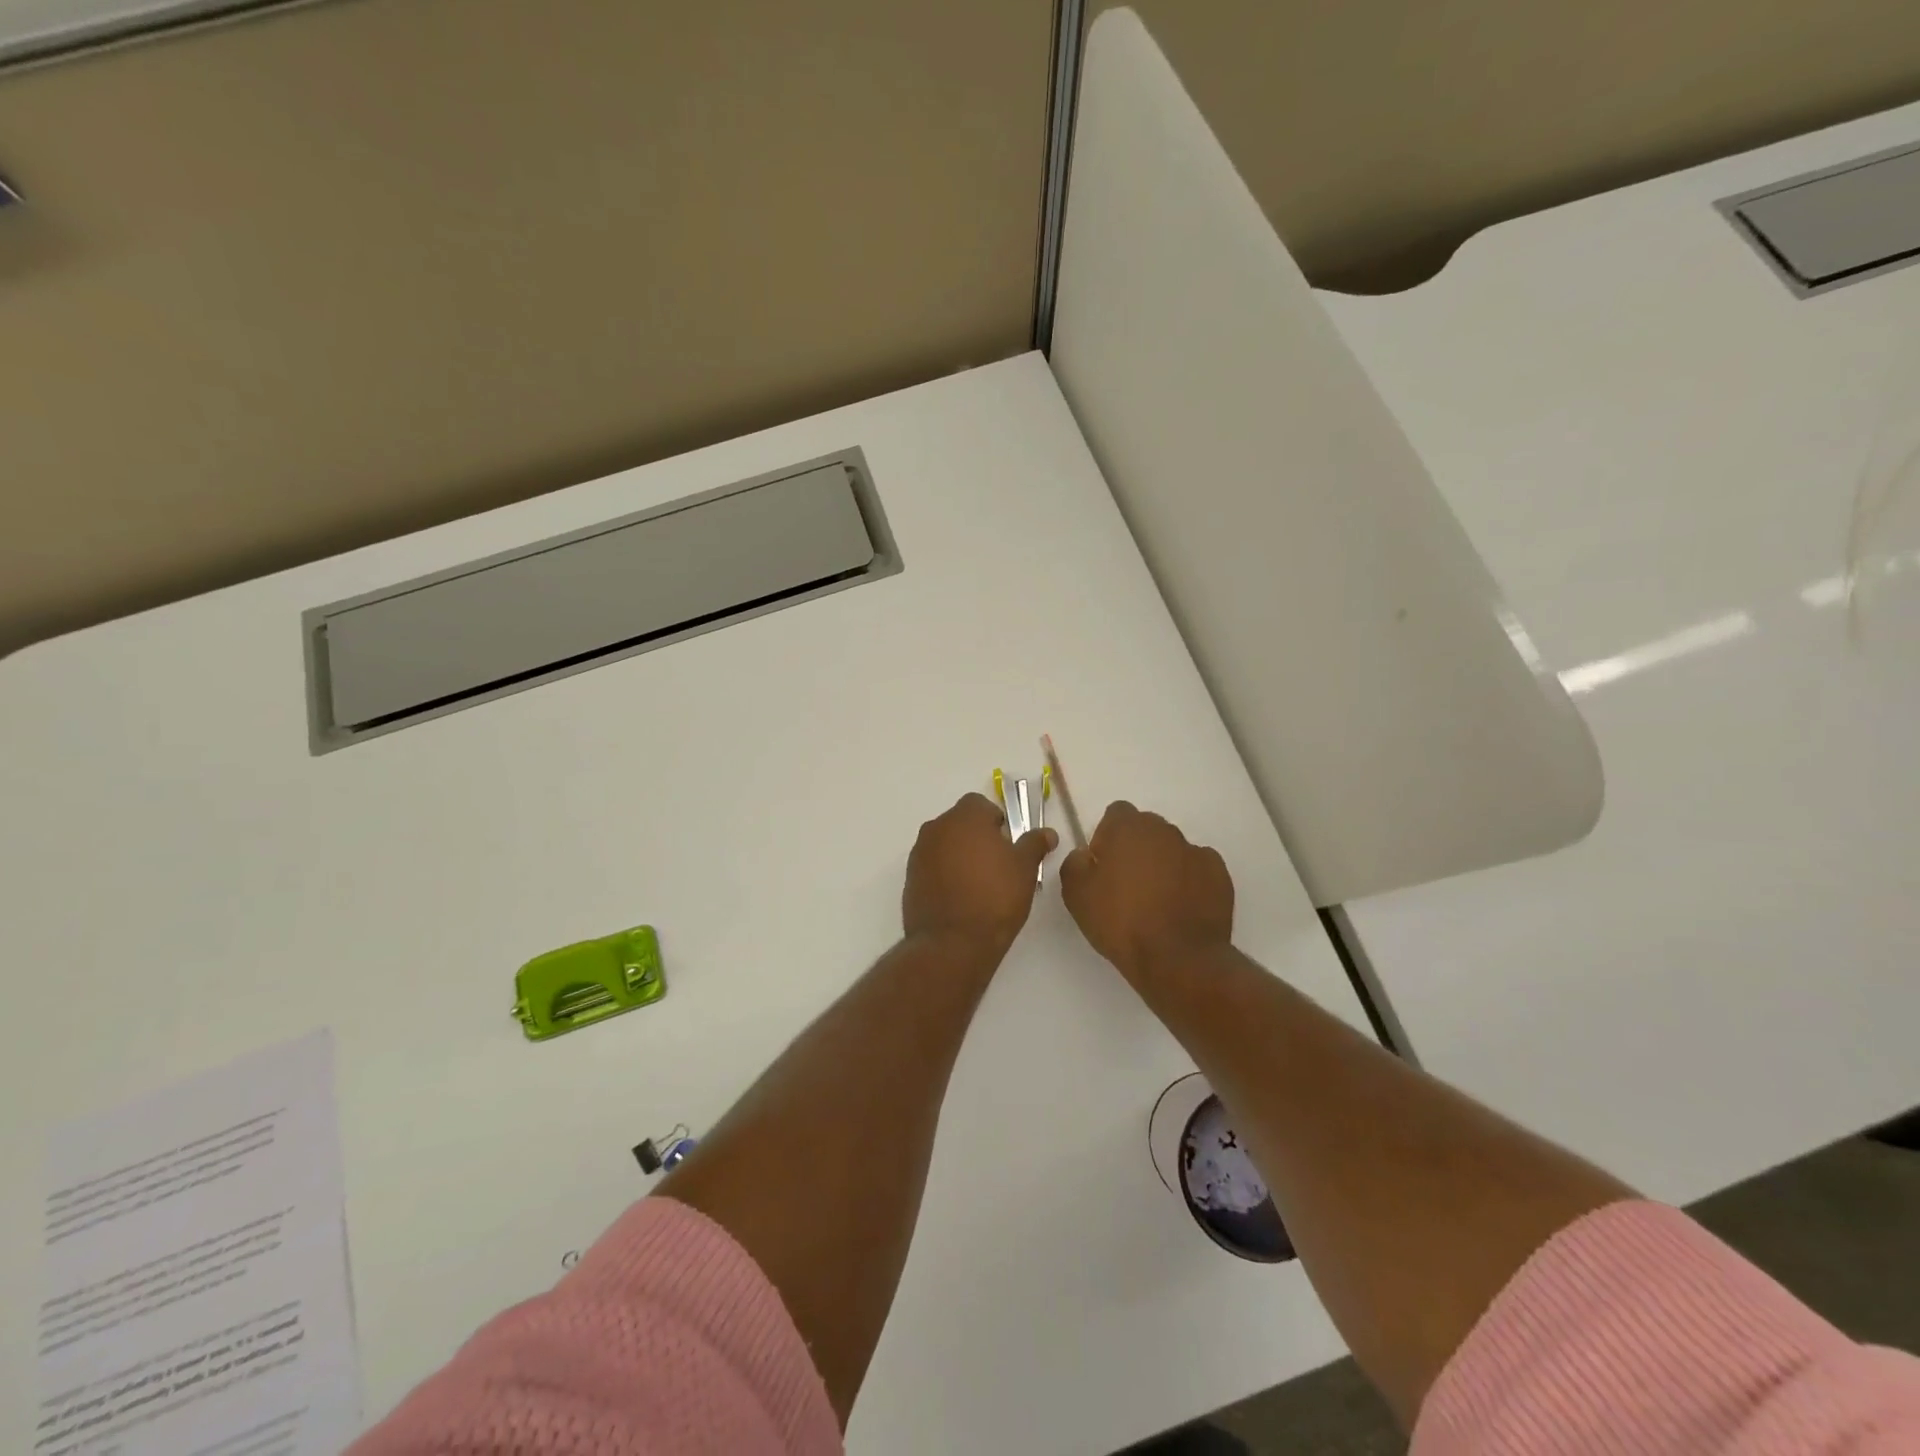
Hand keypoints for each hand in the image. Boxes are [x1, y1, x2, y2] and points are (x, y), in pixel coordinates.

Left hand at [902, 794, 1056, 961]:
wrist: (952, 943)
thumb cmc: (995, 897)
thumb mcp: (1025, 869)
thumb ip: (1034, 844)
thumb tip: (1047, 832)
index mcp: (965, 817)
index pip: (980, 804)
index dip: (996, 822)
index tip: (1008, 846)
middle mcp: (937, 828)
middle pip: (960, 823)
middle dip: (977, 838)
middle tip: (997, 866)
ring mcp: (919, 853)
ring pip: (945, 844)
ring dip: (959, 856)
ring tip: (979, 885)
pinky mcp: (910, 878)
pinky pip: (932, 866)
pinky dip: (944, 874)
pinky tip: (960, 898)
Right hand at [1060, 801, 1233, 986]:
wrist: (1177, 959)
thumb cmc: (1121, 922)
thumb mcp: (1075, 894)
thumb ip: (1075, 863)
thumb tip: (1086, 856)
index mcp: (1128, 827)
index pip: (1116, 814)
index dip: (1106, 837)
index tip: (1103, 866)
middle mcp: (1165, 830)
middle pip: (1146, 830)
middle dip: (1135, 849)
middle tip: (1126, 886)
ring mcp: (1196, 852)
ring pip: (1172, 850)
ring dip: (1163, 865)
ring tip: (1156, 903)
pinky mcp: (1220, 875)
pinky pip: (1197, 870)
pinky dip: (1189, 882)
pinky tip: (1181, 909)